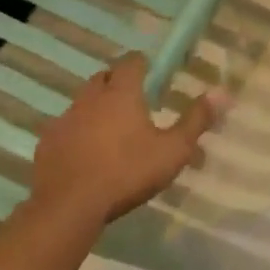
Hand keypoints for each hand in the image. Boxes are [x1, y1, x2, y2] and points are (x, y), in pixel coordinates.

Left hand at [27, 54, 224, 230]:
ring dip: (97, 107)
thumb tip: (222, 92)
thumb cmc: (127, 173)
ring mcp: (64, 120)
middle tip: (135, 99)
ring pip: (82, 101)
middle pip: (104, 77)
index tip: (153, 72)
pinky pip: (66, 127)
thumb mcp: (173, 150)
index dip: (143, 64)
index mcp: (122, 93)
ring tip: (112, 128)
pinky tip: (88, 152)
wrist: (68, 207)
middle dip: (118, 81)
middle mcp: (90, 98)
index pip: (131, 62)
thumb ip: (196, 120)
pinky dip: (78, 131)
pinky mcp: (47, 143)